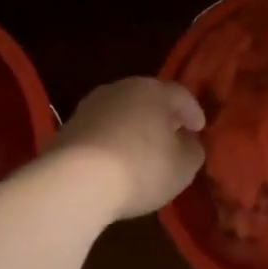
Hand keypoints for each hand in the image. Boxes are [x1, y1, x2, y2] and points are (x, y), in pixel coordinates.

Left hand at [54, 77, 206, 219]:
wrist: (75, 180)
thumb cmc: (141, 167)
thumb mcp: (183, 166)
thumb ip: (192, 150)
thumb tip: (187, 142)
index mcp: (153, 90)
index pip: (180, 94)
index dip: (193, 112)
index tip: (199, 128)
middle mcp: (120, 89)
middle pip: (147, 98)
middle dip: (161, 116)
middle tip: (172, 135)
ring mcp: (90, 106)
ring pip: (121, 112)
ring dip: (133, 127)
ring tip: (142, 149)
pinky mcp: (69, 127)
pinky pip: (100, 130)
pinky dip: (111, 140)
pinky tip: (114, 160)